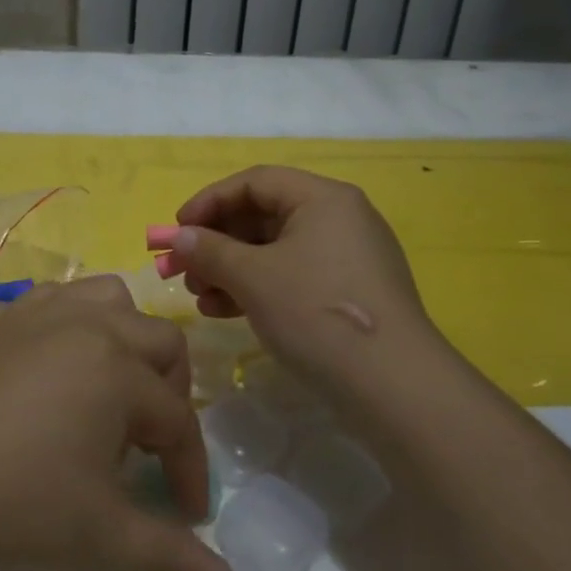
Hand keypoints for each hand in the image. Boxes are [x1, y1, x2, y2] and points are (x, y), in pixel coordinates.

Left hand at [0, 277, 242, 570]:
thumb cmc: (11, 502)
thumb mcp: (100, 539)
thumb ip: (173, 568)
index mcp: (119, 369)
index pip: (179, 421)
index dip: (191, 472)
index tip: (187, 515)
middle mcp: (90, 325)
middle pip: (161, 344)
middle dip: (173, 396)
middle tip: (154, 450)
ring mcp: (43, 314)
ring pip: (113, 302)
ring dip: (130, 341)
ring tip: (116, 393)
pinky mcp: (5, 319)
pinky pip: (62, 298)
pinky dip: (81, 320)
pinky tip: (63, 364)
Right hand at [172, 166, 434, 387]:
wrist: (395, 387)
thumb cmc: (316, 313)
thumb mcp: (253, 278)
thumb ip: (210, 251)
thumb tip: (178, 237)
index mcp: (323, 198)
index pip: (254, 182)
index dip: (209, 202)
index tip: (176, 230)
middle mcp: (339, 218)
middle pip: (263, 216)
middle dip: (217, 242)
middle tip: (182, 270)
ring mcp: (347, 257)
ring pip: (274, 250)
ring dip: (231, 269)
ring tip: (200, 298)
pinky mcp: (348, 293)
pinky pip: (292, 276)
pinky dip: (257, 288)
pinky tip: (226, 312)